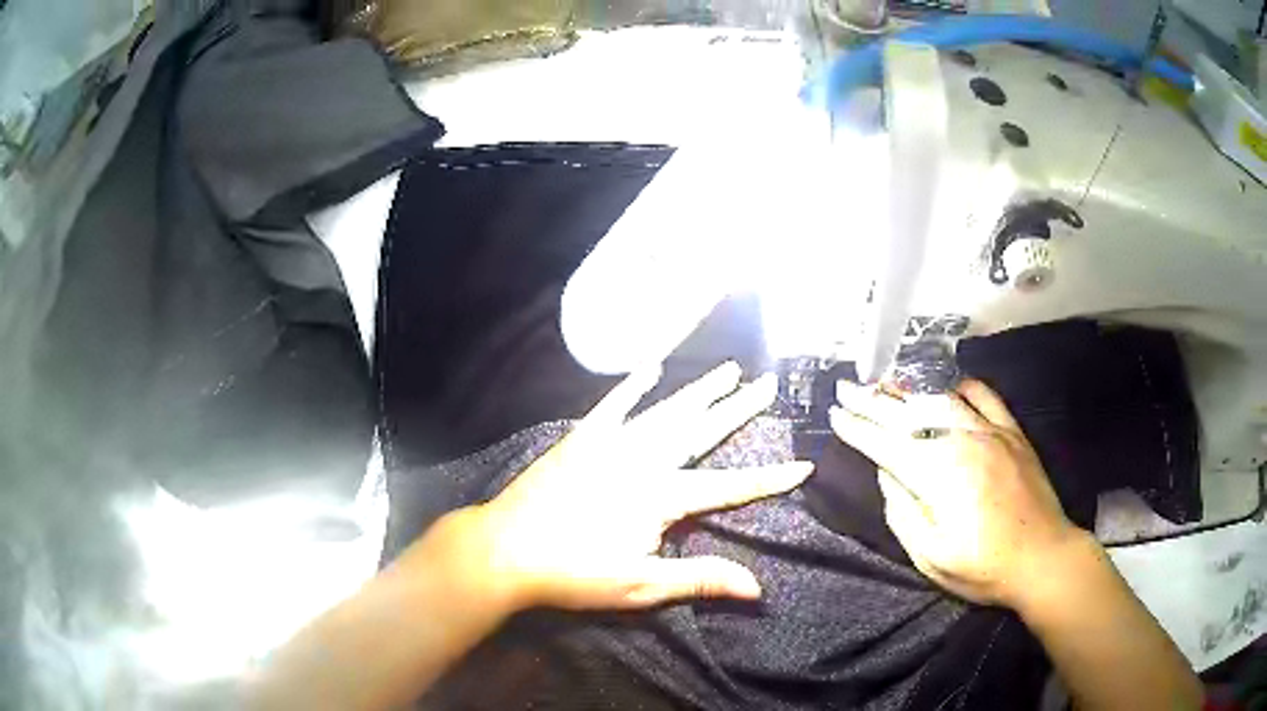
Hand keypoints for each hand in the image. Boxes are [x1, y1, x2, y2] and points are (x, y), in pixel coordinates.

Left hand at [442, 362, 812, 613]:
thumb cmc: (574, 573)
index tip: (804, 464)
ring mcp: (610, 443)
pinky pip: (613, 405)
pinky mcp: (582, 439)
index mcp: (661, 496)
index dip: (770, 479)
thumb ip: (700, 579)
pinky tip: (650, 368)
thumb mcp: (641, 586)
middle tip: (769, 383)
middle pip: (701, 430)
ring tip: (728, 369)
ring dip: (699, 389)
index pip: (729, 486)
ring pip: (666, 410)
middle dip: (740, 407)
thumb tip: (757, 586)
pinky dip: (633, 385)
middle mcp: (642, 459)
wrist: (505, 550)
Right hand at [829, 379, 1085, 607]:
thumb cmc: (983, 567)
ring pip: (942, 398)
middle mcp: (960, 441)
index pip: (885, 444)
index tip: (835, 415)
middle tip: (846, 388)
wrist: (1043, 558)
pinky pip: (985, 396)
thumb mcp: (930, 556)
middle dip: (872, 400)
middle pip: (908, 414)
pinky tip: (949, 386)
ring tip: (886, 381)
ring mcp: (990, 432)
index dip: (857, 428)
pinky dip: (962, 386)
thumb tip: (887, 475)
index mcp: (936, 474)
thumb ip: (902, 512)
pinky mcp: (1013, 432)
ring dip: (910, 387)